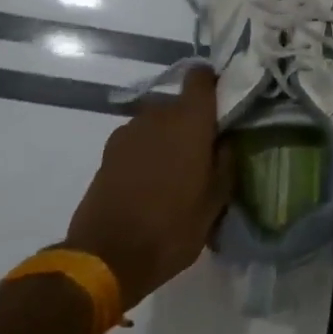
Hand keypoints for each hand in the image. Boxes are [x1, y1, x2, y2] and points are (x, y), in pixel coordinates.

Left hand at [64, 68, 232, 309]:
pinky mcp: (108, 152)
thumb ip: (225, 163)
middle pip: (179, 103)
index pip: (201, 77)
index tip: (222, 102)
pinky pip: (137, 141)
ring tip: (175, 172)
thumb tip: (226, 140)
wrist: (107, 257)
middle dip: (191, 121)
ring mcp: (128, 132)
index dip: (212, 84)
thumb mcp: (214, 202)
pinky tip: (150, 182)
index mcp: (190, 121)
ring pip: (157, 123)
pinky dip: (147, 152)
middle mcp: (157, 115)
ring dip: (167, 138)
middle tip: (202, 152)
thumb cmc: (172, 228)